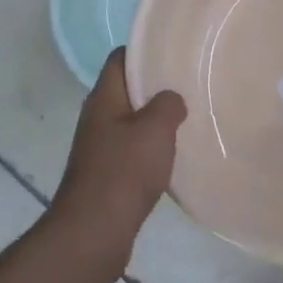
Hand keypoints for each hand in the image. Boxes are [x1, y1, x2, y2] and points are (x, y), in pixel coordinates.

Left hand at [48, 49, 186, 273]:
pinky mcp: (107, 175)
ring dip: (156, 121)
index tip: (173, 52)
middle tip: (189, 84)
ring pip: (131, 122)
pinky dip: (151, 149)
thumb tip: (171, 99)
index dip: (144, 51)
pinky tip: (174, 156)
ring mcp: (99, 148)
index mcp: (103, 98)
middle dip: (156, 87)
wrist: (94, 232)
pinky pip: (132, 151)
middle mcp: (97, 118)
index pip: (120, 59)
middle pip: (127, 90)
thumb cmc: (124, 171)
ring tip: (188, 118)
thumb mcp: (155, 129)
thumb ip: (168, 105)